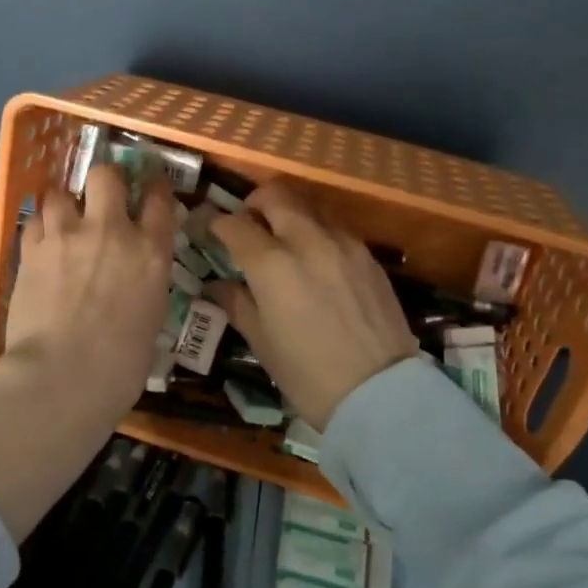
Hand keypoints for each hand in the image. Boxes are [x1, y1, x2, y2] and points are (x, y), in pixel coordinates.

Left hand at [1, 162, 176, 416]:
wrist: (63, 376)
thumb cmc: (120, 365)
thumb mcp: (151, 319)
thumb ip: (145, 285)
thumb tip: (135, 280)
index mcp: (150, 252)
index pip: (159, 199)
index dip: (155, 188)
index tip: (150, 189)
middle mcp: (110, 231)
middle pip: (106, 176)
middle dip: (105, 180)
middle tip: (101, 196)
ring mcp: (66, 236)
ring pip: (60, 192)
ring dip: (64, 203)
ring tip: (63, 220)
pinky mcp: (30, 250)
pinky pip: (33, 221)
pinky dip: (39, 228)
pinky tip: (41, 243)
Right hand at [209, 182, 418, 430]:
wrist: (379, 392)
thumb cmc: (307, 375)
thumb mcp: (262, 342)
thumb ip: (237, 303)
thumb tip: (217, 284)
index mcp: (271, 265)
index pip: (234, 224)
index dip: (215, 223)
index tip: (208, 229)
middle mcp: (307, 241)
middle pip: (276, 195)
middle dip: (254, 202)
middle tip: (246, 222)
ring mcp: (343, 244)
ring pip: (310, 206)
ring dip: (289, 213)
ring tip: (281, 238)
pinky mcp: (368, 256)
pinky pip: (335, 228)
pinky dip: (317, 232)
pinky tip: (314, 260)